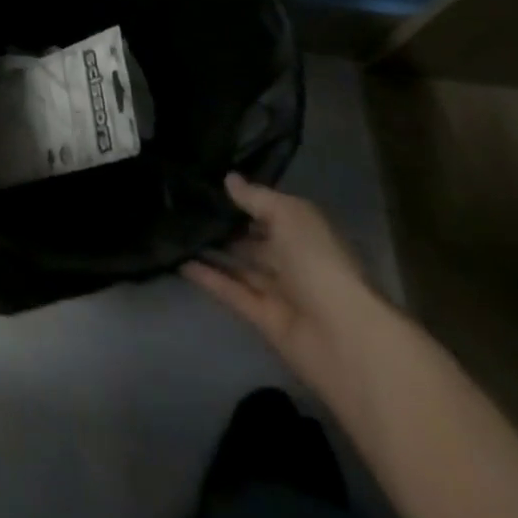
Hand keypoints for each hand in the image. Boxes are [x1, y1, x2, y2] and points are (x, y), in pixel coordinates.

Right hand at [186, 173, 382, 399]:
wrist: (344, 338)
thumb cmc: (320, 263)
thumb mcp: (289, 215)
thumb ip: (256, 197)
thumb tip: (228, 179)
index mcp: (307, 234)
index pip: (272, 212)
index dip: (244, 199)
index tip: (206, 183)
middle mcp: (294, 261)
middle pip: (255, 240)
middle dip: (225, 225)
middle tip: (182, 205)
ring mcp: (280, 292)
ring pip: (241, 267)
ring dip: (212, 251)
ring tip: (173, 230)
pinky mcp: (264, 319)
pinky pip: (232, 293)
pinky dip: (208, 279)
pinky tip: (178, 261)